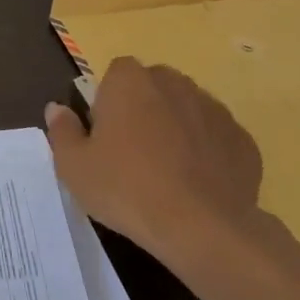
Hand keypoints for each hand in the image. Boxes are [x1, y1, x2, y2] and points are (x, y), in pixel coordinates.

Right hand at [44, 58, 265, 269]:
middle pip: (154, 86)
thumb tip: (56, 109)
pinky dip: (206, 152)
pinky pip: (216, 138)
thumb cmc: (125, 188)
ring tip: (165, 171)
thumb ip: (62, 131)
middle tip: (131, 151)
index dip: (109, 99)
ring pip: (187, 109)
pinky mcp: (243, 141)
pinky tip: (195, 185)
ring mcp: (214, 110)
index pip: (117, 72)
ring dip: (176, 127)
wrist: (202, 227)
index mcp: (130, 82)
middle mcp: (174, 84)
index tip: (104, 132)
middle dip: (144, 108)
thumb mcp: (73, 165)